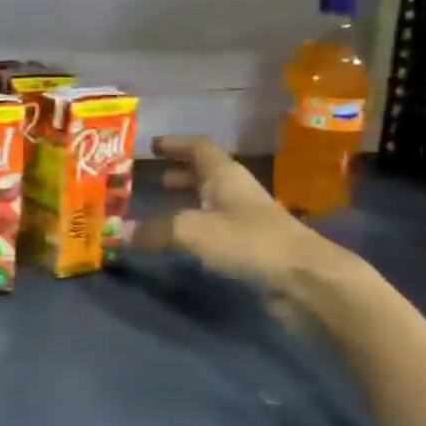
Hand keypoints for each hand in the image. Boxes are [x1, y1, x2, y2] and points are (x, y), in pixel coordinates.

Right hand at [131, 136, 343, 297]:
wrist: (305, 280)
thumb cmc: (248, 241)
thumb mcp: (192, 231)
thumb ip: (155, 231)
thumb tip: (120, 233)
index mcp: (224, 174)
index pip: (198, 147)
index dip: (175, 144)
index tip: (151, 146)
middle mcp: (236, 191)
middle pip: (204, 174)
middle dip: (177, 174)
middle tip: (148, 180)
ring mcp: (247, 220)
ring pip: (210, 202)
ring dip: (186, 202)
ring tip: (159, 210)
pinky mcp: (252, 248)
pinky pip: (216, 229)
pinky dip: (196, 230)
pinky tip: (181, 243)